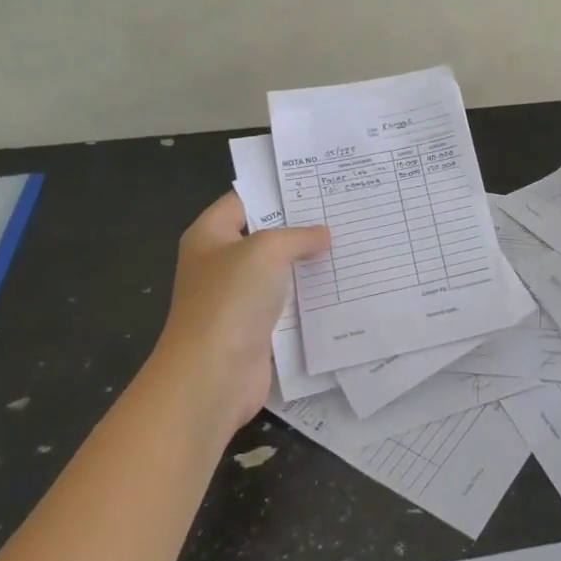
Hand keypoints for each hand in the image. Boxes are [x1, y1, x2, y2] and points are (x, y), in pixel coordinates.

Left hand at [149, 191, 329, 431]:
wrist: (212, 375)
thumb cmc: (231, 300)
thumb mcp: (266, 250)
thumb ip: (297, 236)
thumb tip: (323, 235)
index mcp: (210, 236)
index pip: (244, 200)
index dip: (277, 191)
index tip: (318, 185)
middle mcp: (221, 263)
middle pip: (265, 236)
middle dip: (301, 228)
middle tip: (342, 213)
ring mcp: (238, 298)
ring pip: (280, 272)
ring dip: (309, 264)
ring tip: (350, 245)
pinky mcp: (256, 328)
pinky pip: (288, 305)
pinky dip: (310, 298)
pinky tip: (342, 286)